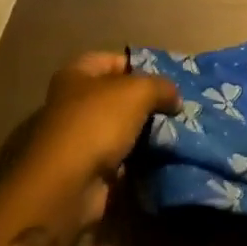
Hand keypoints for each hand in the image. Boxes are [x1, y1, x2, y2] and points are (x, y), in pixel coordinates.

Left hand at [7, 51, 179, 227]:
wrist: (68, 185)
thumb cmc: (97, 123)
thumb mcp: (138, 91)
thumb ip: (161, 86)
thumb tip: (174, 98)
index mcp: (77, 75)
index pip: (114, 60)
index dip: (142, 66)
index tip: (169, 79)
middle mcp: (74, 103)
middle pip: (120, 97)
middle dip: (149, 103)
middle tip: (179, 107)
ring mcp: (80, 139)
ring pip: (123, 129)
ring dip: (147, 133)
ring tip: (178, 132)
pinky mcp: (88, 169)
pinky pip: (122, 157)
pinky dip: (140, 159)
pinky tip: (164, 156)